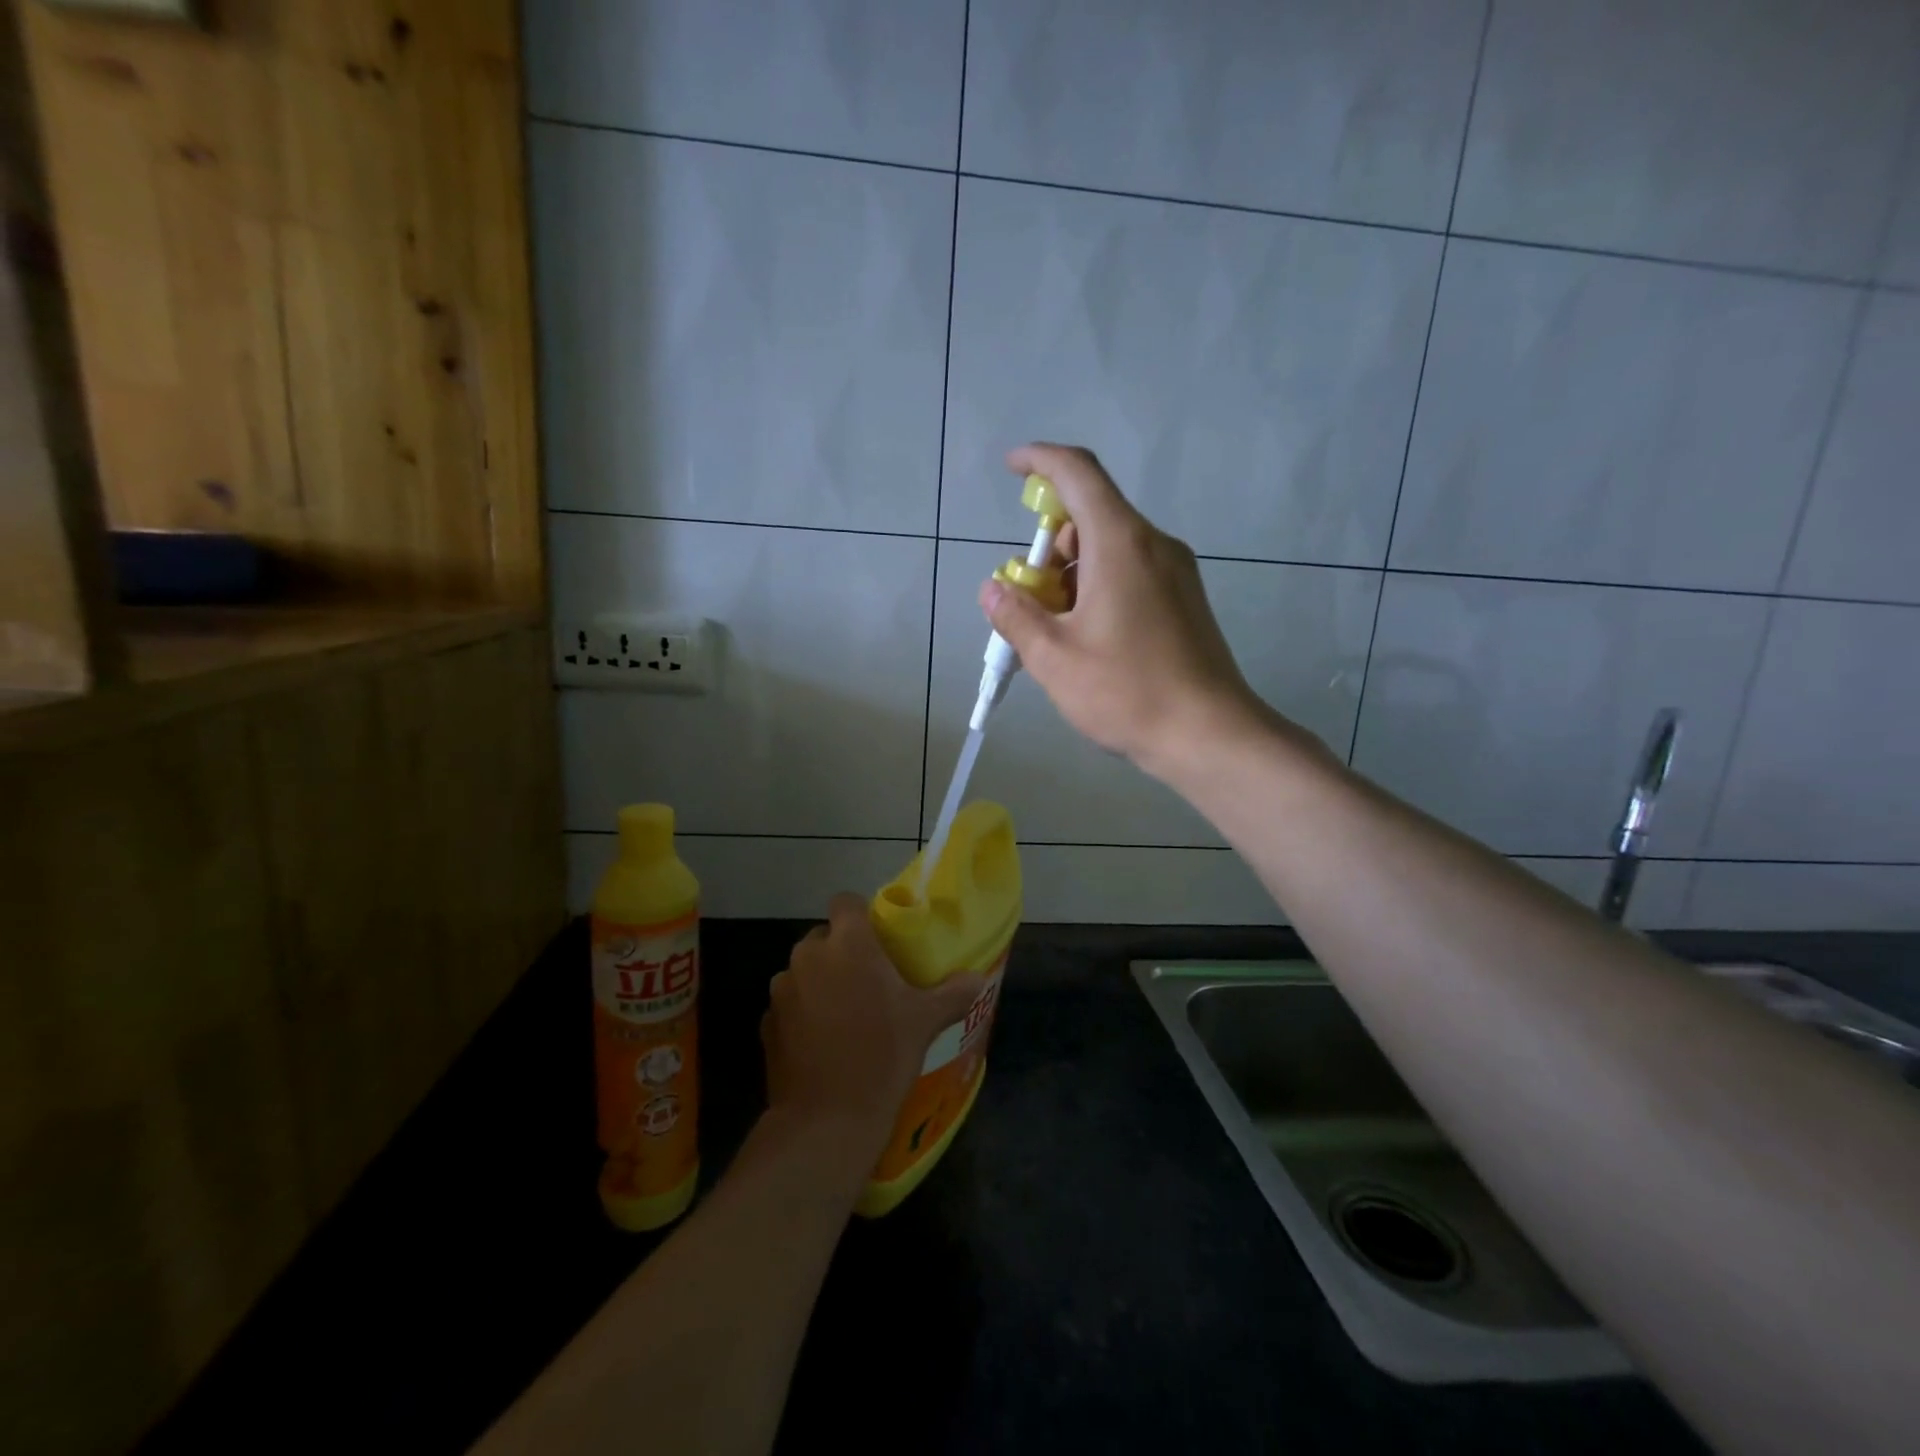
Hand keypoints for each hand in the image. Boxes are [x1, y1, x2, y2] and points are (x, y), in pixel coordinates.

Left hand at [763, 894, 985, 1150]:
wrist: (827, 1120)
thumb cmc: (882, 1055)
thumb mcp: (926, 1021)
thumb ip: (953, 993)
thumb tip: (977, 979)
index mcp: (848, 944)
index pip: (845, 902)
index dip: (860, 914)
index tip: (877, 938)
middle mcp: (809, 956)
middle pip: (824, 937)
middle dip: (842, 952)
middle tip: (868, 981)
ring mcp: (782, 990)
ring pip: (804, 971)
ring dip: (820, 982)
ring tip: (844, 1014)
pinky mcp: (767, 1023)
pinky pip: (789, 1004)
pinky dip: (802, 1013)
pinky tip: (822, 1042)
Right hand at [979, 443, 1289, 778]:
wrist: (1209, 735)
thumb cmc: (1127, 691)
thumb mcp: (1054, 658)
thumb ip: (1016, 616)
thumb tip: (993, 589)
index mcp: (1121, 543)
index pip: (1078, 473)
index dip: (1040, 461)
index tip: (1012, 469)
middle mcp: (1153, 545)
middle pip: (1090, 518)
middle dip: (1048, 549)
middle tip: (1028, 603)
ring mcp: (1175, 572)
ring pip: (1108, 549)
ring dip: (1071, 575)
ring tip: (1056, 634)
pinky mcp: (1184, 599)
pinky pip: (1129, 573)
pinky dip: (1097, 589)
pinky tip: (1088, 641)